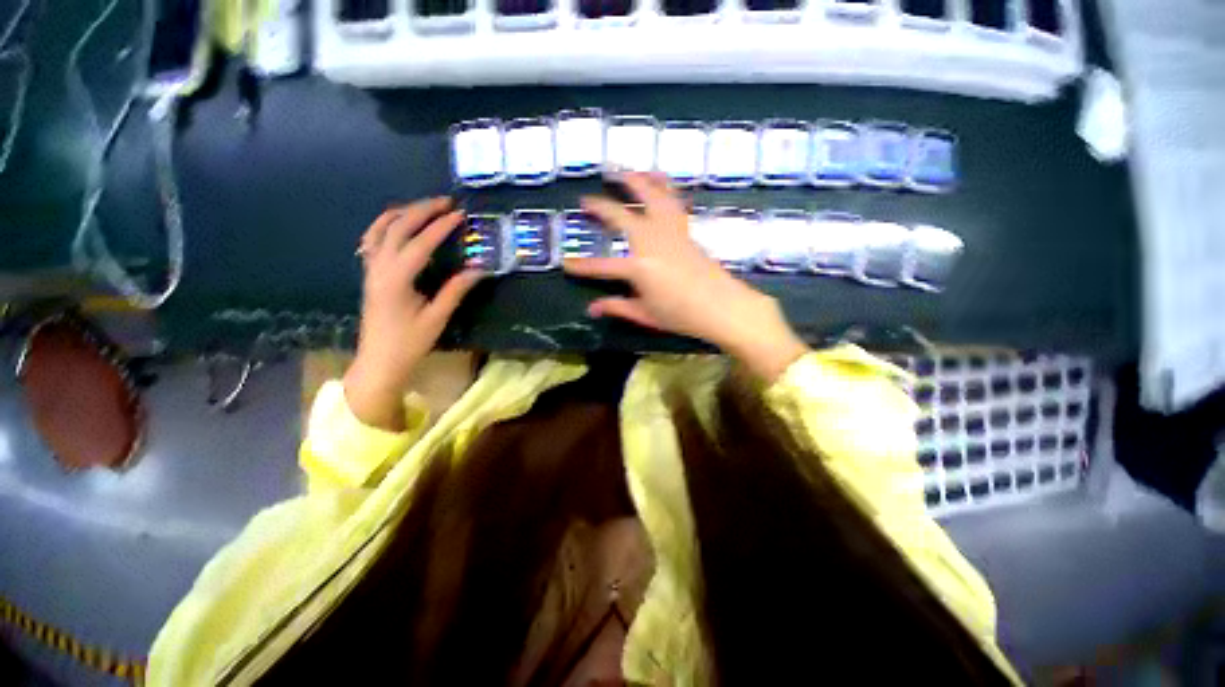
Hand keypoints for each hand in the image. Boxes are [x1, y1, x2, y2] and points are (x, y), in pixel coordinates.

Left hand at [345, 198, 481, 430]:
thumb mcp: (437, 317)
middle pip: (397, 227)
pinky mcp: (370, 274)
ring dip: (402, 213)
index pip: (420, 243)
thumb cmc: (409, 342)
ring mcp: (371, 269)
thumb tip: (478, 268)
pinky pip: (373, 240)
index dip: (440, 227)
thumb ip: (456, 290)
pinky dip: (385, 225)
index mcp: (396, 279)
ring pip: (380, 229)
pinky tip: (398, 224)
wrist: (379, 361)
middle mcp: (379, 267)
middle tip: (445, 202)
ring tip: (424, 206)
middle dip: (421, 210)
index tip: (459, 215)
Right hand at [563, 173, 808, 382]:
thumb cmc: (682, 315)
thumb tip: (592, 308)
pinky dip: (663, 185)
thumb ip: (617, 307)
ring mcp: (670, 231)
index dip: (582, 266)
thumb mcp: (646, 315)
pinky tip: (657, 178)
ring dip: (633, 180)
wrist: (723, 306)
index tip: (566, 263)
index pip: (602, 266)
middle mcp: (651, 241)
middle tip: (585, 200)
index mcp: (639, 268)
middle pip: (622, 217)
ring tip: (620, 169)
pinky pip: (673, 200)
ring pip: (651, 196)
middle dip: (601, 207)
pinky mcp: (685, 229)